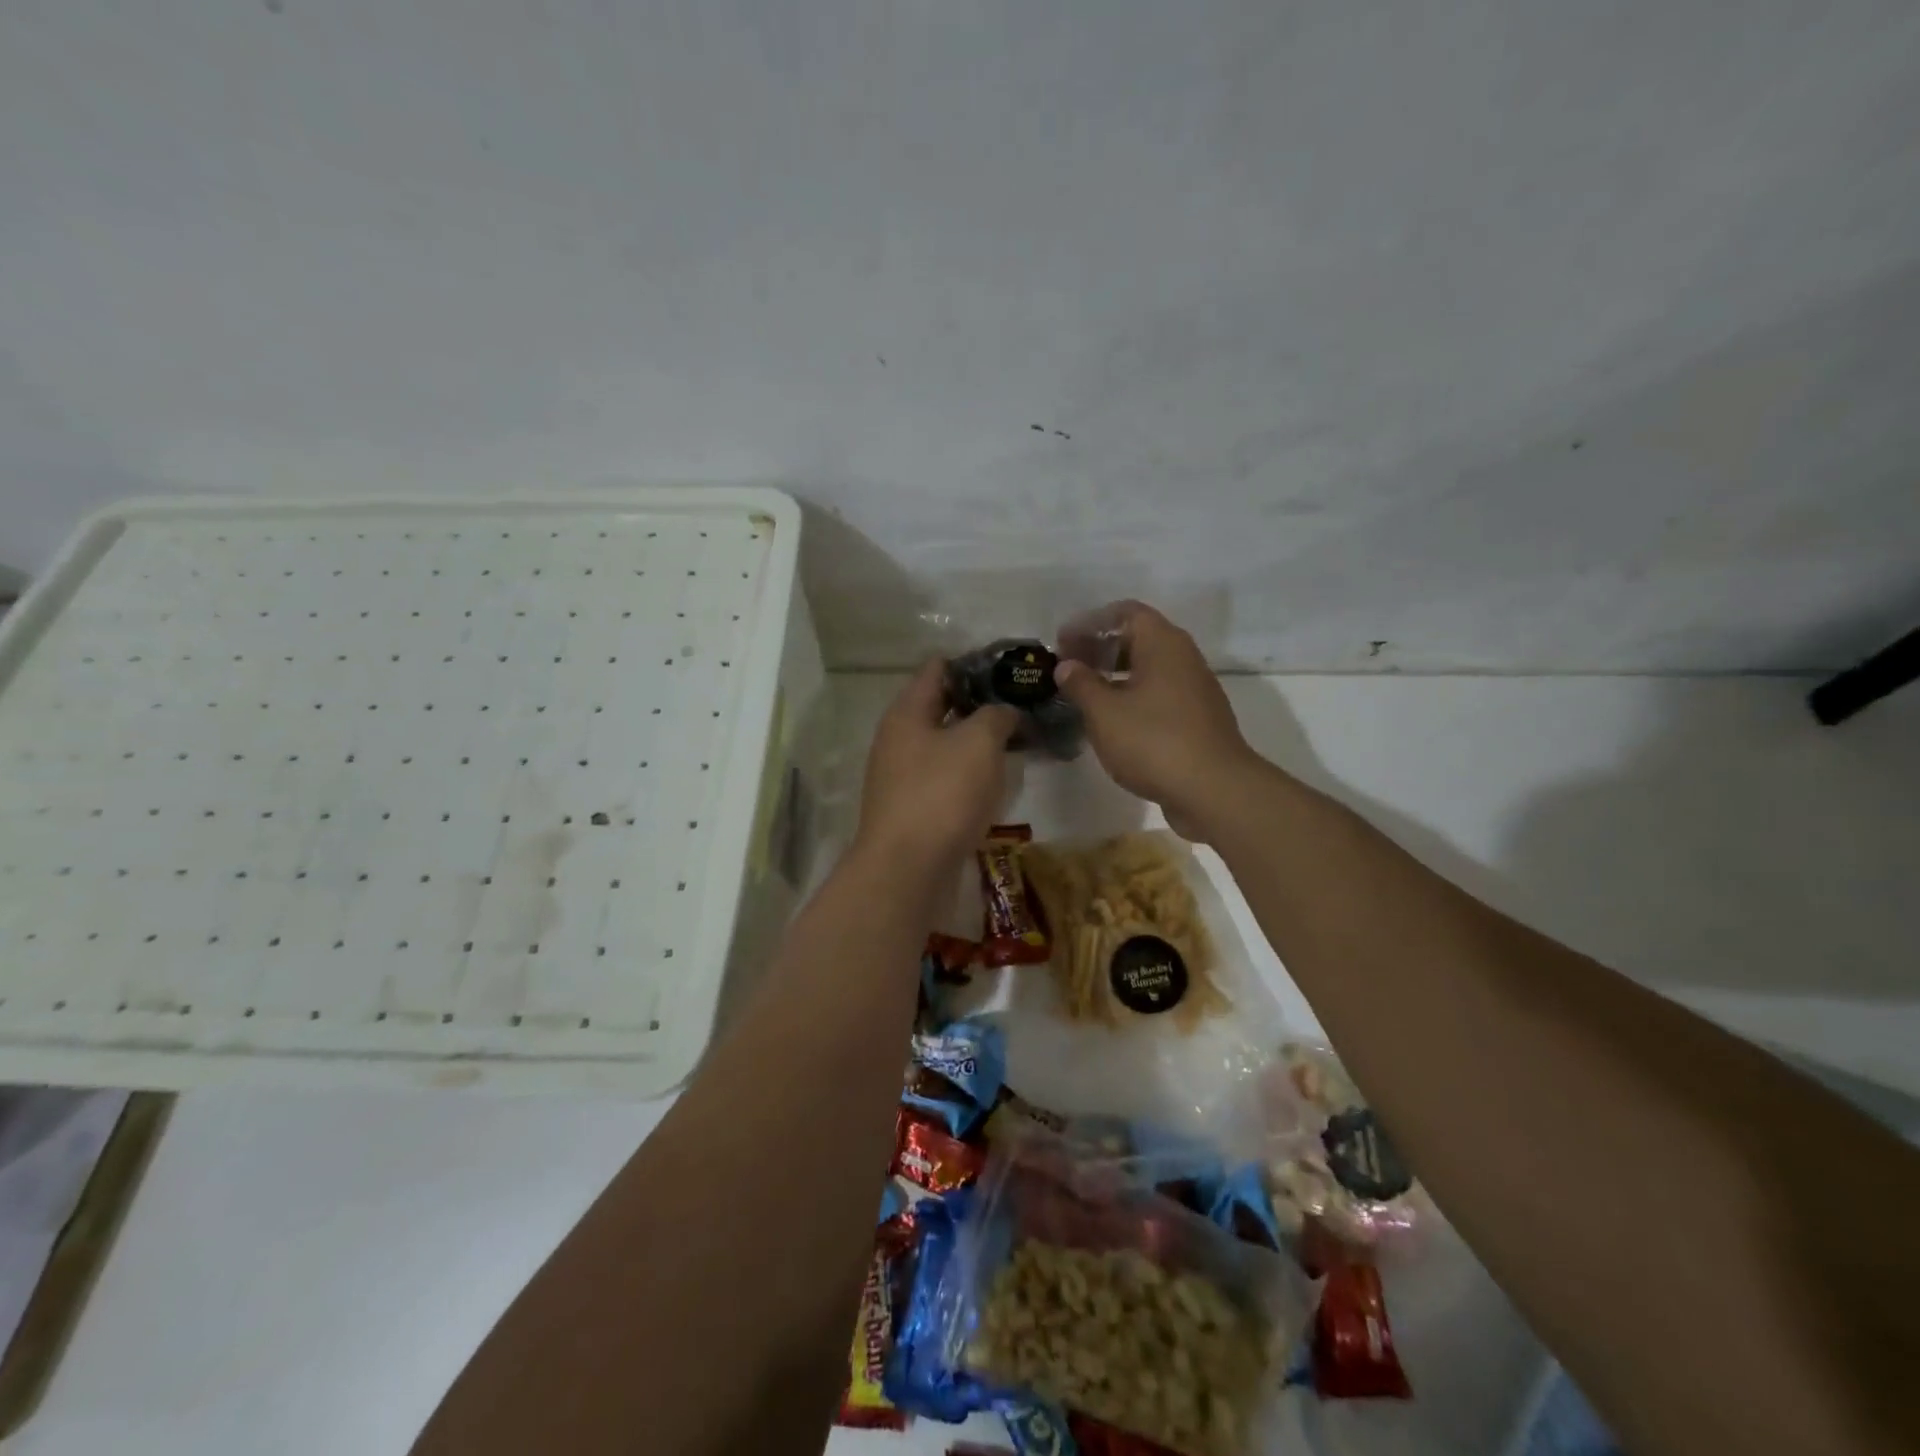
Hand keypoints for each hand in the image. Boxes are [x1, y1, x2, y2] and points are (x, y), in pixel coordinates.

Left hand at [855, 661, 1018, 869]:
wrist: (907, 871)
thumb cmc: (942, 794)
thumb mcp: (979, 742)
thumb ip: (996, 715)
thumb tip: (1004, 712)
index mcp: (907, 712)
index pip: (938, 668)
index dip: (975, 663)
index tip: (1012, 670)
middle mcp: (898, 739)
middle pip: (941, 708)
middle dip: (981, 704)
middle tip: (1023, 706)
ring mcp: (902, 777)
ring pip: (945, 746)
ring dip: (977, 742)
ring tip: (1018, 742)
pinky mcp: (912, 809)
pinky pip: (945, 779)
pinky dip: (969, 775)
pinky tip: (997, 782)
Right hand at [1055, 602, 1261, 839]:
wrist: (1214, 790)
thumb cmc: (1153, 741)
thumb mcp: (1104, 712)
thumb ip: (1081, 684)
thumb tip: (1066, 666)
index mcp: (1163, 643)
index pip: (1125, 613)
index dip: (1090, 623)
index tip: (1062, 642)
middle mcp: (1183, 658)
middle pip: (1138, 638)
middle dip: (1100, 648)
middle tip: (1069, 667)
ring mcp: (1195, 689)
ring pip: (1149, 668)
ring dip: (1115, 675)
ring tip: (1084, 694)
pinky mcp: (1197, 719)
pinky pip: (1159, 694)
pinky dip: (1132, 696)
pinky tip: (1112, 721)